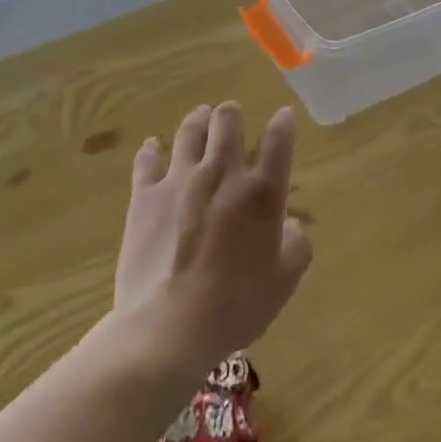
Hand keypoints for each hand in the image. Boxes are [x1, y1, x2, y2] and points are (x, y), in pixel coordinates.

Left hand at [114, 102, 312, 372]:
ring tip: (200, 118)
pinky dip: (152, 150)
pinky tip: (153, 147)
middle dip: (232, 114)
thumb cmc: (235, 307)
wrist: (169, 327)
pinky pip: (147, 160)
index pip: (279, 141)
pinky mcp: (145, 196)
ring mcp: (180, 181)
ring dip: (198, 120)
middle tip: (231, 117)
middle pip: (228, 122)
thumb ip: (296, 247)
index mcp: (262, 193)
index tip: (283, 116)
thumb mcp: (283, 283)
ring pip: (189, 131)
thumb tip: (290, 226)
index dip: (284, 123)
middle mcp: (223, 174)